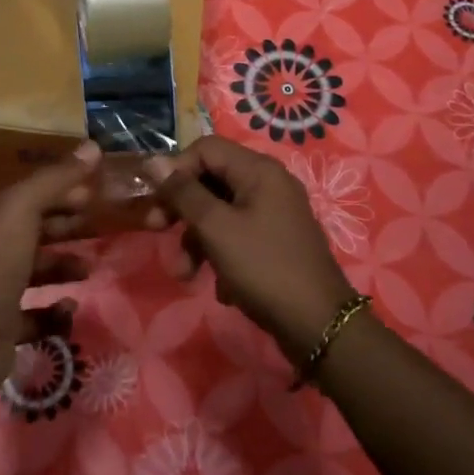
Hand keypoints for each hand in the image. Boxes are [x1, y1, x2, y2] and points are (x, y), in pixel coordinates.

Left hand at [0, 143, 101, 401]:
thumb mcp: (24, 209)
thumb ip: (57, 178)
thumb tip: (93, 145)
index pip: (34, 195)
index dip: (65, 190)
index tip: (99, 191)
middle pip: (38, 231)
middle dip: (69, 227)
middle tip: (105, 227)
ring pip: (38, 271)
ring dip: (65, 267)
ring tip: (90, 269)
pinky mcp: (6, 328)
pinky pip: (37, 316)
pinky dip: (55, 312)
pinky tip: (70, 308)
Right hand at [144, 136, 357, 362]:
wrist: (319, 326)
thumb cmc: (264, 267)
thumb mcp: (216, 228)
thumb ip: (184, 193)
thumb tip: (154, 162)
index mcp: (259, 170)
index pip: (205, 149)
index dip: (176, 169)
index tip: (157, 200)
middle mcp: (269, 184)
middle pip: (212, 180)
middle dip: (182, 209)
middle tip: (155, 229)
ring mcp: (275, 214)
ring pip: (221, 213)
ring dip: (197, 240)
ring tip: (185, 275)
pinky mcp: (276, 242)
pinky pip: (238, 236)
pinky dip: (222, 255)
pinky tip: (222, 288)